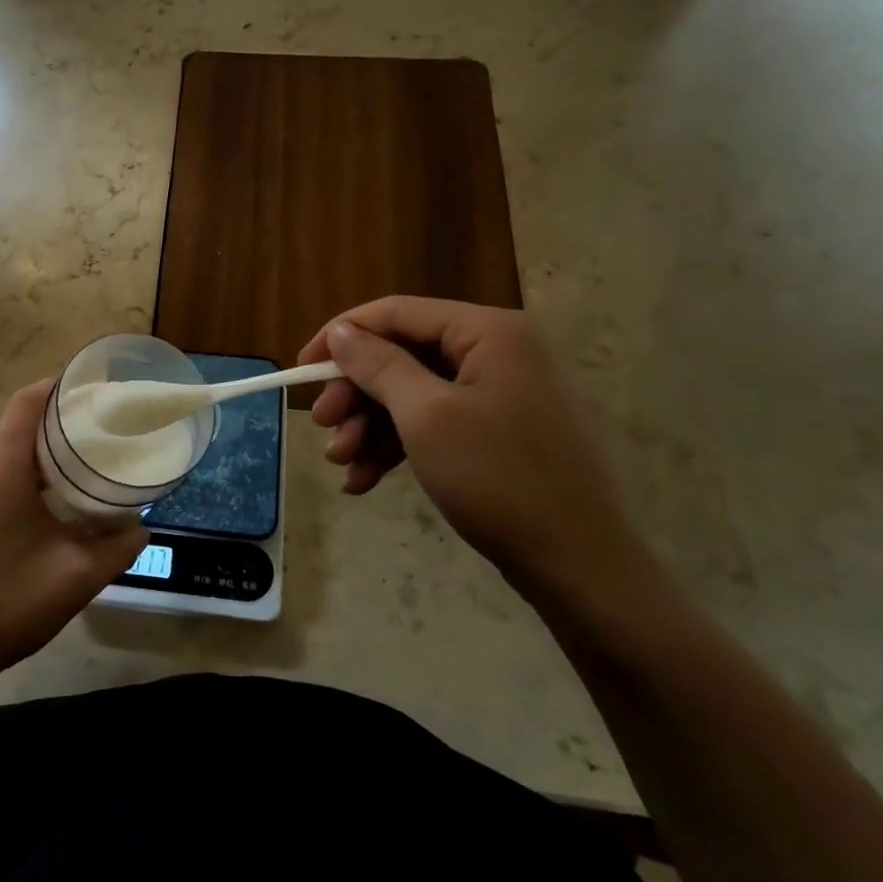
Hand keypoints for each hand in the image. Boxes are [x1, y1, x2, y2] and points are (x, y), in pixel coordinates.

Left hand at [0, 381, 147, 693]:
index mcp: (0, 468)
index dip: (62, 386)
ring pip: (10, 448)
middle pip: (20, 421)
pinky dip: (30, 470)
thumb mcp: (76, 576)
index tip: (100, 390)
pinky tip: (59, 496)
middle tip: (107, 426)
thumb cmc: (7, 603)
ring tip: (90, 457)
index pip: (28, 401)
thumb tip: (141, 526)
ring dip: (46, 447)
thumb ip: (118, 547)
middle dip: (63, 417)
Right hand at [299, 297, 642, 594]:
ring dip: (370, 426)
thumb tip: (340, 331)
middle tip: (323, 428)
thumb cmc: (500, 479)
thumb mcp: (426, 417)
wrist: (581, 568)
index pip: (397, 313)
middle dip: (356, 394)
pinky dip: (397, 447)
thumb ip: (379, 365)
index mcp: (488, 332)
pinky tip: (365, 480)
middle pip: (402, 355)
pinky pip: (434, 424)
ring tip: (342, 465)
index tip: (301, 368)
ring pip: (412, 394)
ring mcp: (500, 393)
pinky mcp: (497, 431)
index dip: (342, 335)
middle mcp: (496, 351)